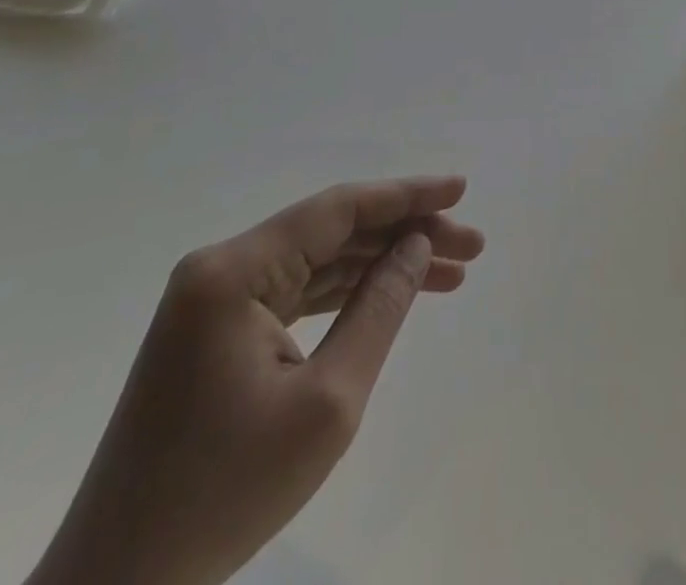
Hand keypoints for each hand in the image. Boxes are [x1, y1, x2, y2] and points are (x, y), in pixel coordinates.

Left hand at [26, 176, 484, 584]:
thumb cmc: (224, 495)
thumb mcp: (327, 402)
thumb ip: (379, 308)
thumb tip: (416, 243)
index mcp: (234, 271)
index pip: (337, 209)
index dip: (406, 194)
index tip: (461, 189)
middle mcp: (221, 268)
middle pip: (332, 231)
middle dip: (405, 233)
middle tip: (471, 246)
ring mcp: (214, 300)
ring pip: (319, 260)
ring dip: (382, 263)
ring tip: (451, 271)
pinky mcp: (216, 332)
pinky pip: (296, 292)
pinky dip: (347, 293)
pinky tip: (393, 294)